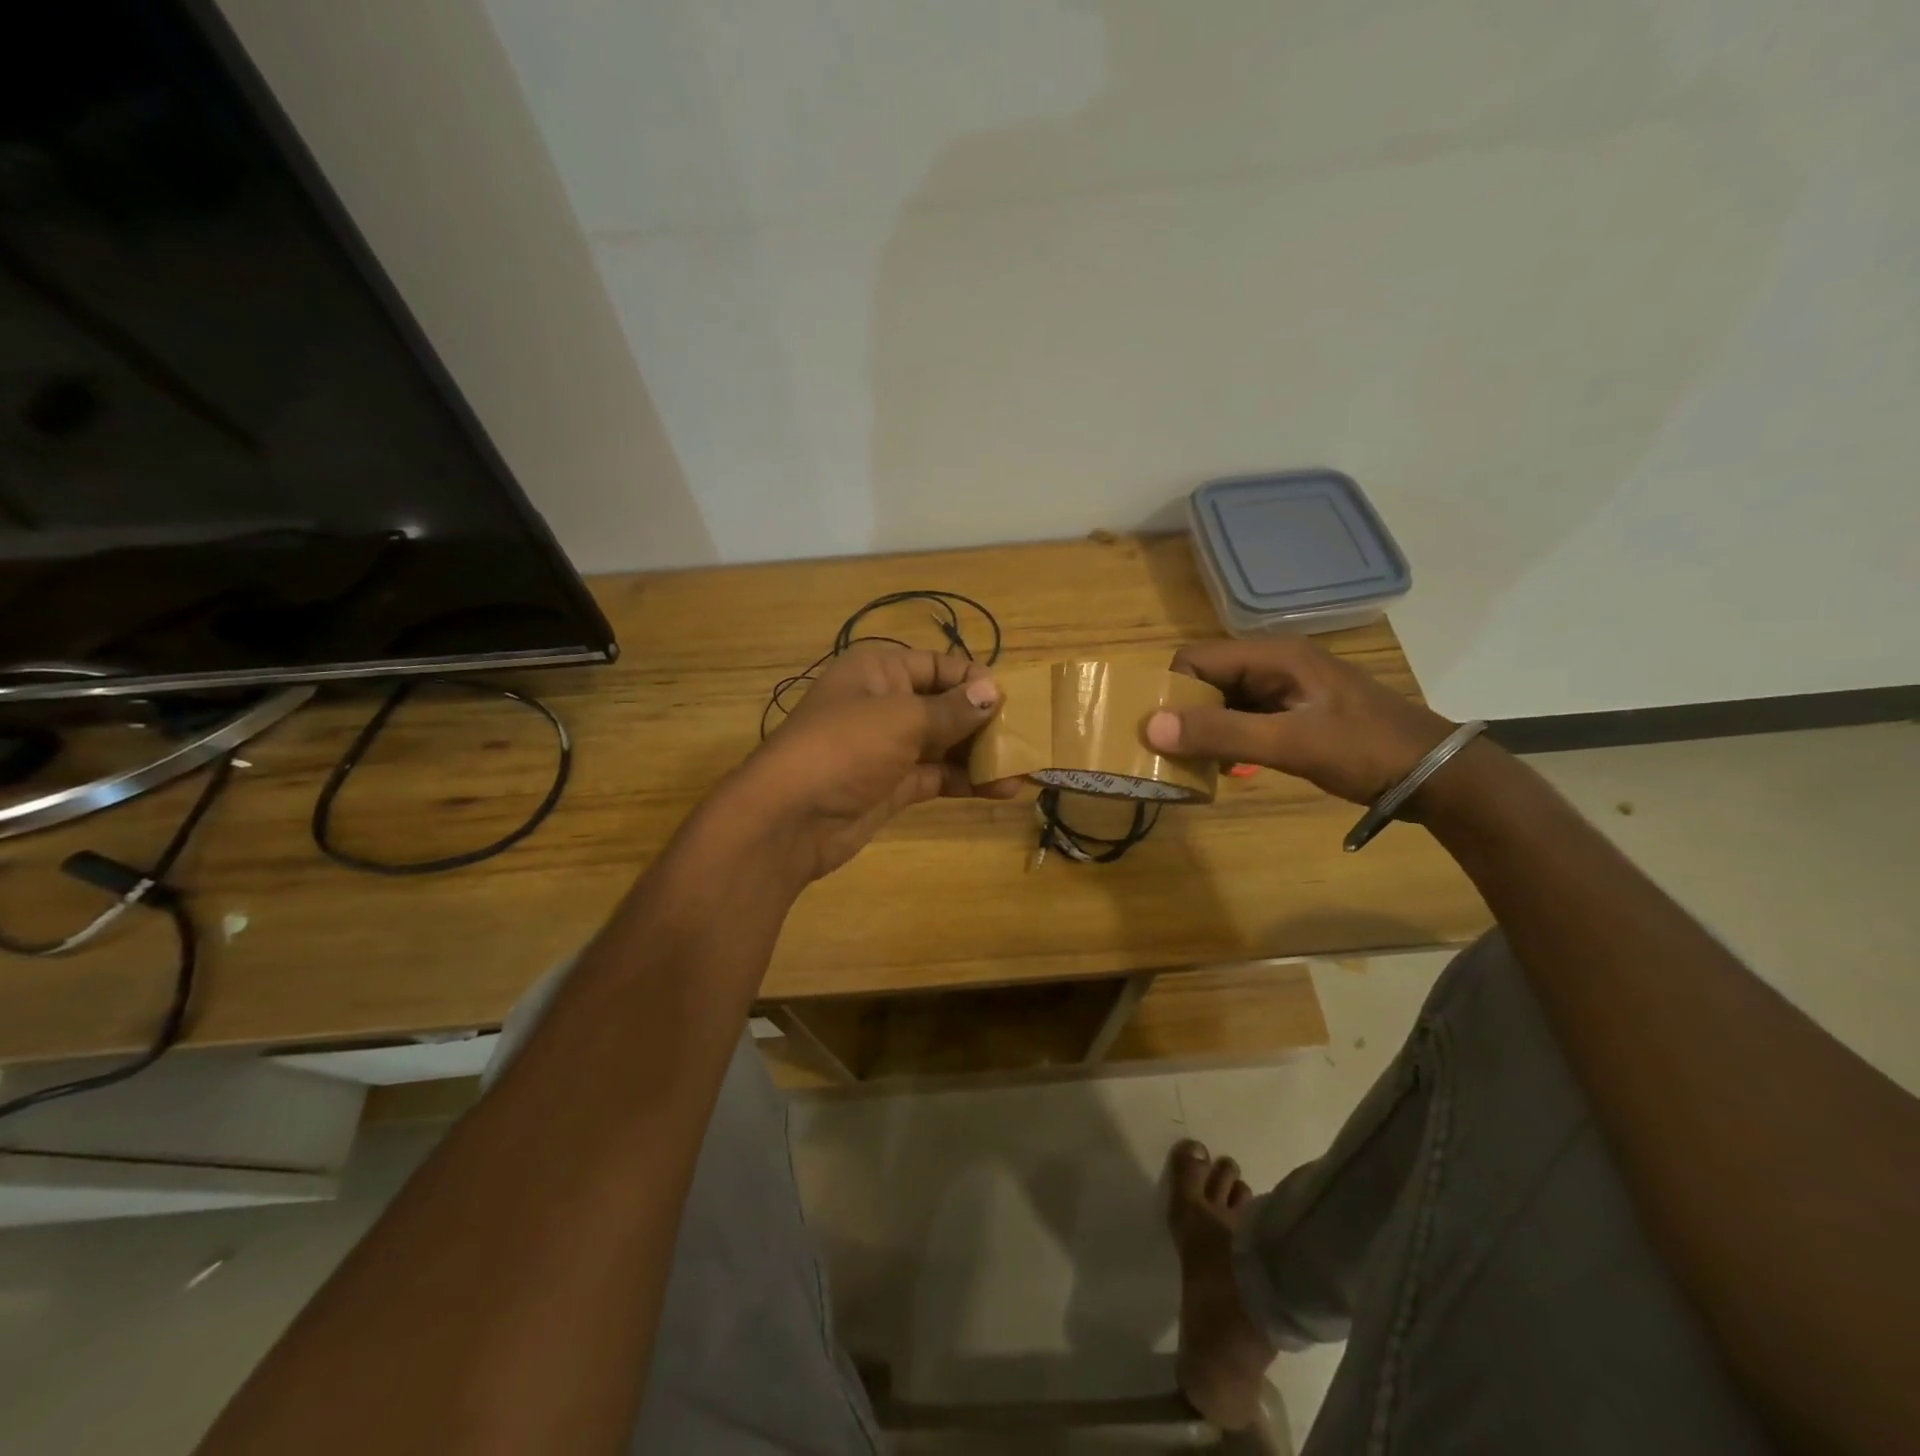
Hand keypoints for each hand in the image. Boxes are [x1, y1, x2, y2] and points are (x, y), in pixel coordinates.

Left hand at [735, 644, 1016, 881]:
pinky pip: (936, 775)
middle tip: (1027, 738)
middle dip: (983, 721)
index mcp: (878, 669)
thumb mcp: (902, 719)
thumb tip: (993, 691)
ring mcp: (886, 747)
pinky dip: (965, 781)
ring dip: (980, 755)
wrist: (788, 819)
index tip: (1013, 700)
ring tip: (1023, 768)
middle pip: (943, 705)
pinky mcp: (891, 785)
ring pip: (943, 743)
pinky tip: (1001, 789)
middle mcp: (883, 702)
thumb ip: (951, 709)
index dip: (974, 680)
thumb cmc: (844, 748)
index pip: (938, 665)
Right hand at [1144, 637, 1454, 805]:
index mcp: (1273, 656)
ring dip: (1205, 728)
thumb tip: (1150, 727)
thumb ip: (1221, 733)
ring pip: (1224, 700)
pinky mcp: (1295, 711)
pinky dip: (1228, 737)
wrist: (1436, 775)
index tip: (1158, 732)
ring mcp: (1287, 688)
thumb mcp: (1289, 743)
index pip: (1196, 659)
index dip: (1171, 691)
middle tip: (1169, 753)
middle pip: (1208, 678)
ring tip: (1191, 763)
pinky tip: (1225, 765)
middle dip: (1184, 712)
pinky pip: (1245, 717)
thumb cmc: (1364, 750)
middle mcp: (1275, 663)